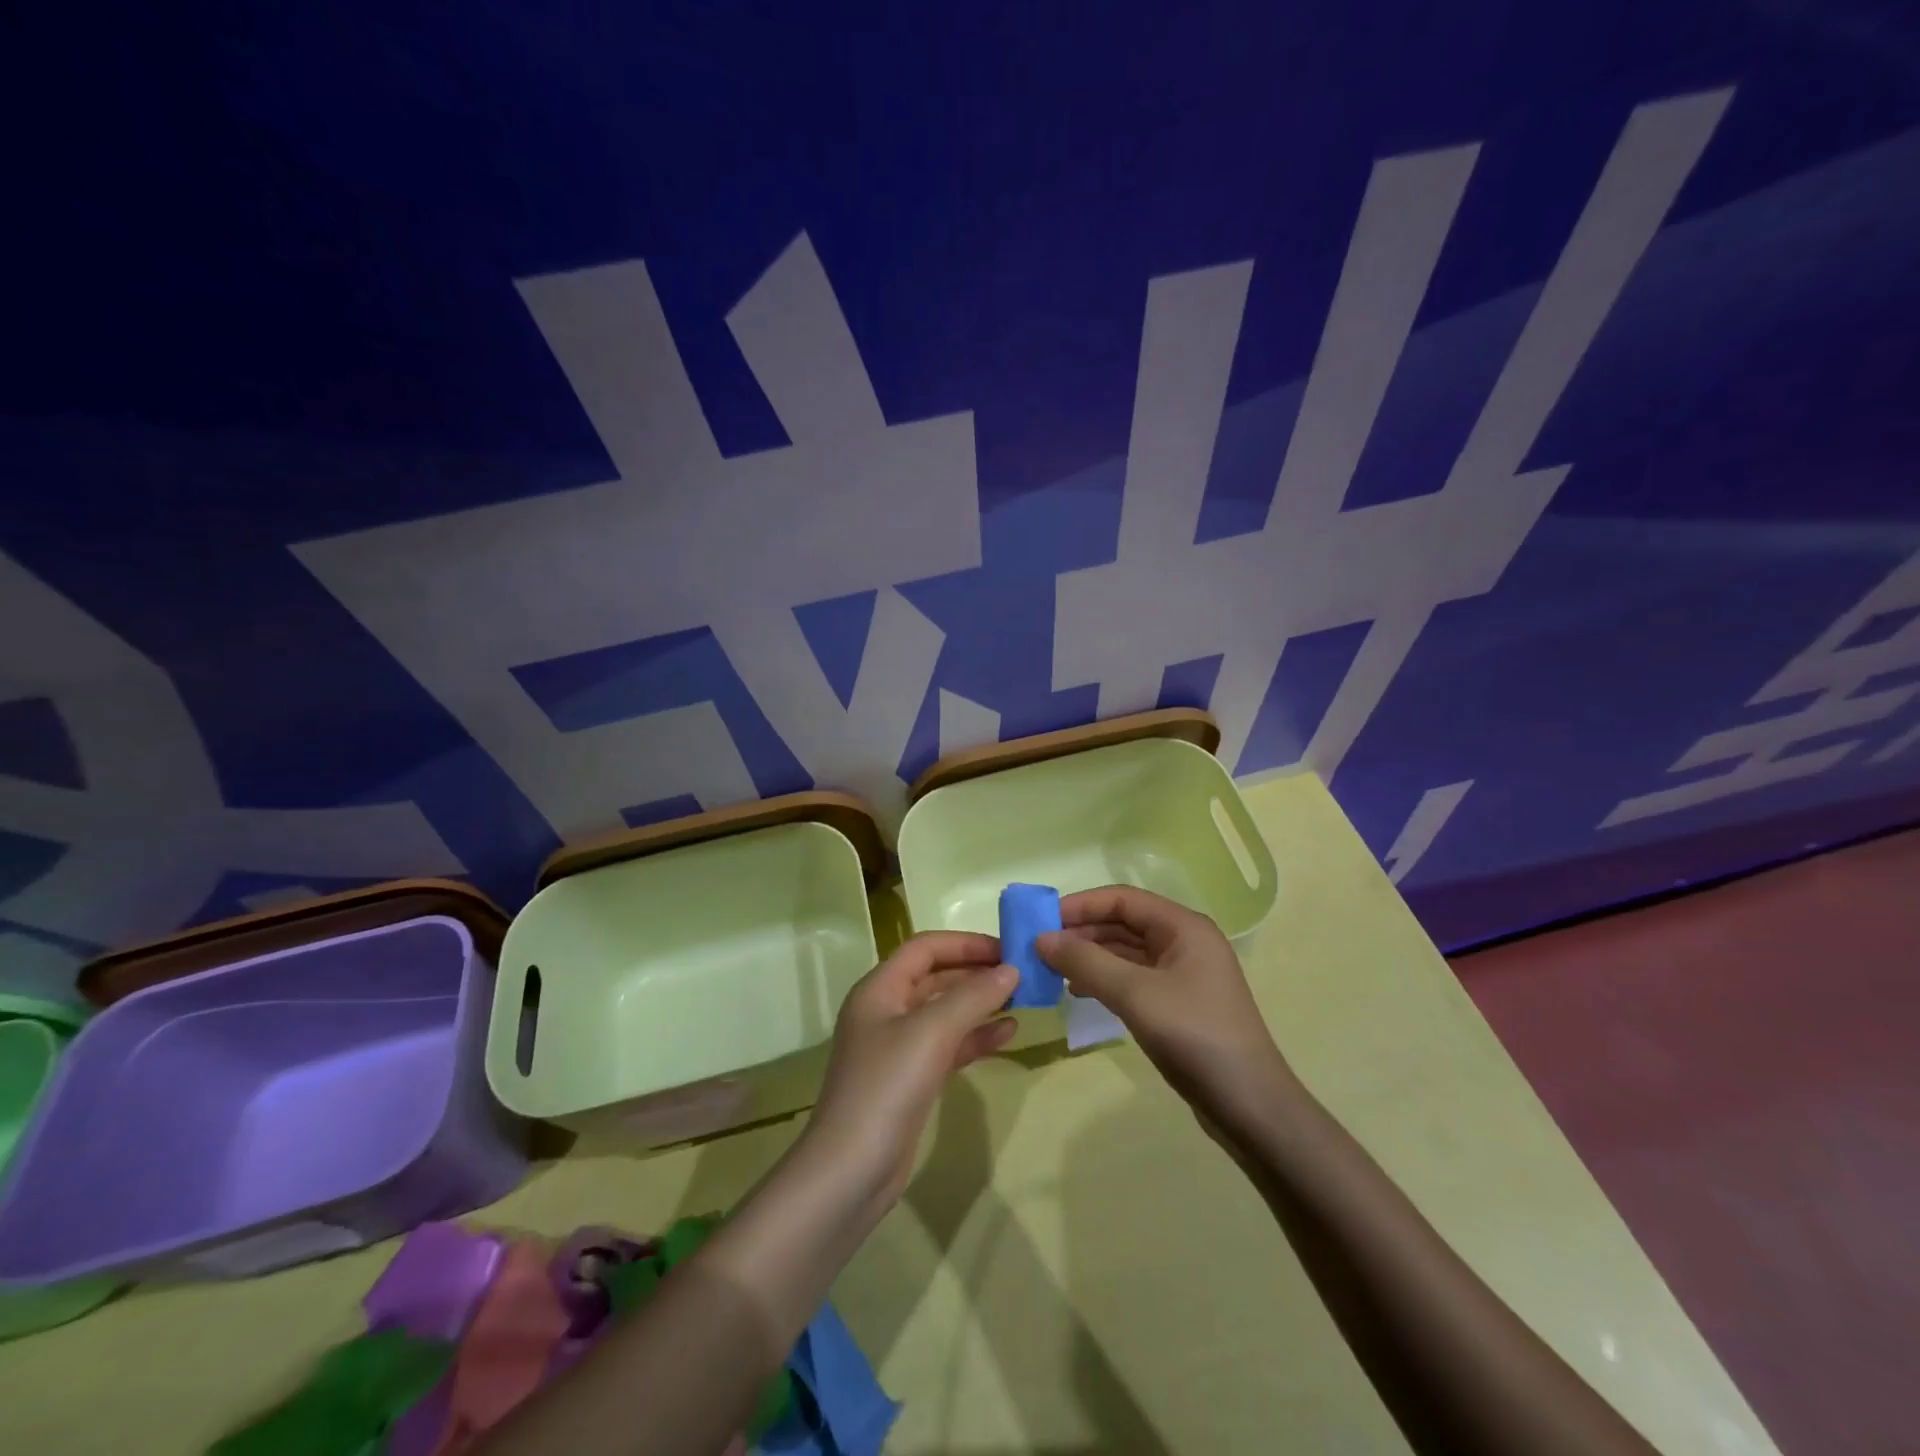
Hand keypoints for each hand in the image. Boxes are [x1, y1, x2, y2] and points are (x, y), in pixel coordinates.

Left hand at [804, 932, 1017, 1204]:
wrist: (851, 1170)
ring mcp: (898, 1047)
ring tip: (1022, 999)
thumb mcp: (932, 1032)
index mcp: (879, 988)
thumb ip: (973, 996)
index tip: (1007, 948)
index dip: (965, 943)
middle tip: (1021, 973)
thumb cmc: (887, 1086)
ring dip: (980, 1003)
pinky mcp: (911, 1079)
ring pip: (945, 1011)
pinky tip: (1008, 1033)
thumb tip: (1011, 969)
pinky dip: (976, 1037)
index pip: (925, 948)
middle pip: (936, 977)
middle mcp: (886, 1010)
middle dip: (976, 972)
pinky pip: (948, 1044)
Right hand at [1037, 886, 1295, 1131]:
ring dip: (1090, 956)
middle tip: (1040, 948)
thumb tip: (1041, 939)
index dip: (1081, 905)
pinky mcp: (1179, 1004)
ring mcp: (1183, 975)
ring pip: (1126, 952)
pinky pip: (1134, 978)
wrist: (1250, 1107)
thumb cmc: (1195, 1036)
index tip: (1042, 920)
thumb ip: (1086, 962)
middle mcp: (1185, 942)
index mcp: (1183, 927)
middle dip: (1082, 932)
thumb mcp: (1135, 994)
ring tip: (1051, 969)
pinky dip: (1104, 980)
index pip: (1122, 899)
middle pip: (1124, 923)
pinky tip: (1078, 992)